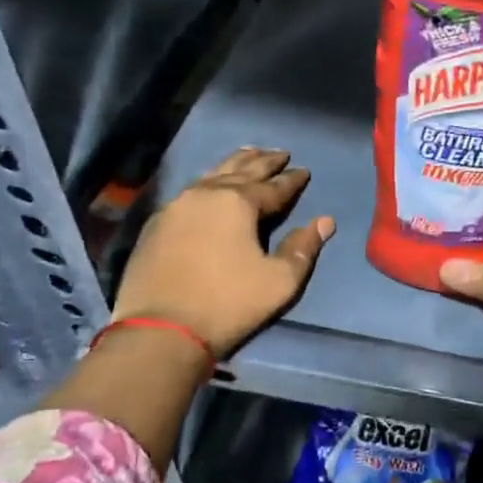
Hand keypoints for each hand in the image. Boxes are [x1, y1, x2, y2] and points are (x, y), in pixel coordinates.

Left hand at [111, 148, 333, 358]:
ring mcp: (177, 206)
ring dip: (234, 164)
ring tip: (248, 154)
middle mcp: (206, 194)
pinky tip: (211, 184)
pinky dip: (209, 181)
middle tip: (280, 153)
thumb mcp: (280, 281)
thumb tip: (325, 221)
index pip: (274, 186)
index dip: (293, 180)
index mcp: (239, 202)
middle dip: (264, 161)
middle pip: (241, 170)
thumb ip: (303, 248)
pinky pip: (191, 190)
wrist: (160, 330)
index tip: (305, 171)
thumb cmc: (228, 303)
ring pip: (212, 174)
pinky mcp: (157, 224)